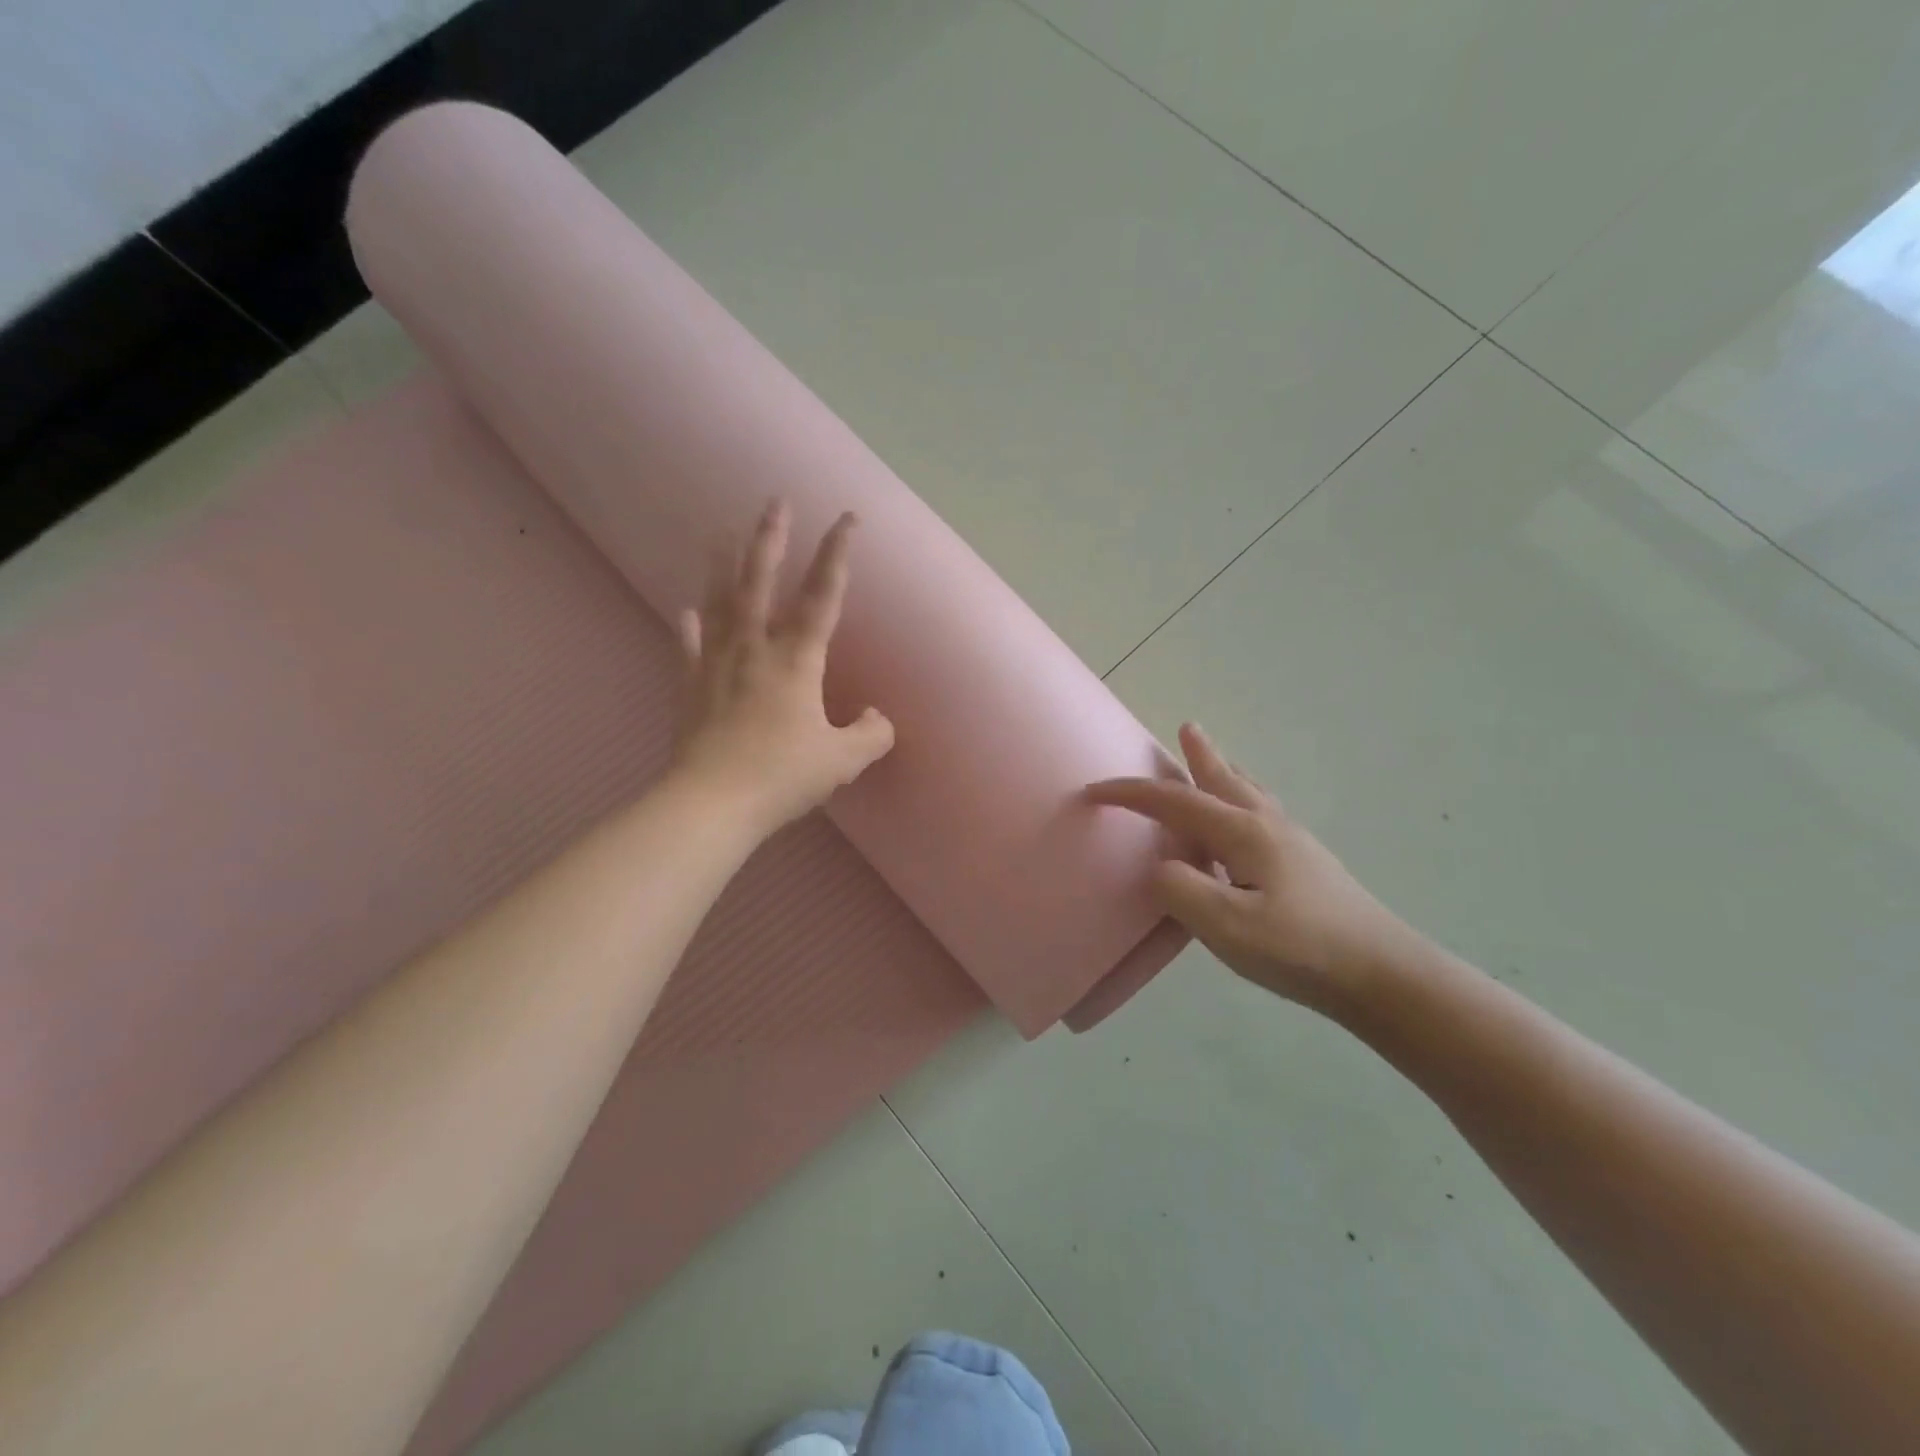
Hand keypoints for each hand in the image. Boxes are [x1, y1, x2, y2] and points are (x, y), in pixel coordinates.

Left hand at [672, 501, 893, 833]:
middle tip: (775, 502)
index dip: (837, 554)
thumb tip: (879, 718)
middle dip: (771, 538)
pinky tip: (686, 609)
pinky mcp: (691, 686)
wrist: (712, 803)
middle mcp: (755, 648)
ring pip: (721, 602)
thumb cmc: (782, 776)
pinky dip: (689, 626)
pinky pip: (689, 647)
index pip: (822, 595)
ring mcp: (717, 664)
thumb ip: (870, 735)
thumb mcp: (842, 760)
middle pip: (761, 581)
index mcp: (796, 659)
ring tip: (723, 531)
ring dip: (724, 564)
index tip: (847, 518)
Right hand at [1087, 723, 1417, 1009]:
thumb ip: (1180, 889)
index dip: (1130, 794)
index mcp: (1242, 833)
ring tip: (1215, 758)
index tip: (1093, 791)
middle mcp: (1266, 826)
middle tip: (1187, 727)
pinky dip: (1245, 796)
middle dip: (1199, 755)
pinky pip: (1262, 812)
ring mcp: (1291, 844)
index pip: (1174, 801)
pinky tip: (1249, 819)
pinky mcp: (1307, 865)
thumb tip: (1162, 867)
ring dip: (1225, 771)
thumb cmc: (1299, 948)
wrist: (1381, 974)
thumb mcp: (1225, 925)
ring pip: (1249, 792)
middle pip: (1223, 779)